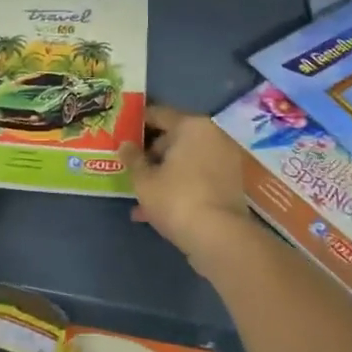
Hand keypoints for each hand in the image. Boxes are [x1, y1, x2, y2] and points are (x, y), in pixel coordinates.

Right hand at [122, 105, 256, 266]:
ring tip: (140, 194)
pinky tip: (157, 209)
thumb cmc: (176, 199)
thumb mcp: (143, 180)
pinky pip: (197, 177)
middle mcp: (212, 136)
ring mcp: (225, 160)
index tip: (121, 132)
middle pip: (174, 137)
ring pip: (185, 161)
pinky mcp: (230, 184)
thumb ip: (132, 159)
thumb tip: (125, 145)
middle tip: (130, 167)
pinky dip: (180, 186)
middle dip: (151, 153)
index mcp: (191, 125)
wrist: (220, 238)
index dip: (137, 122)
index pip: (158, 114)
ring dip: (164, 174)